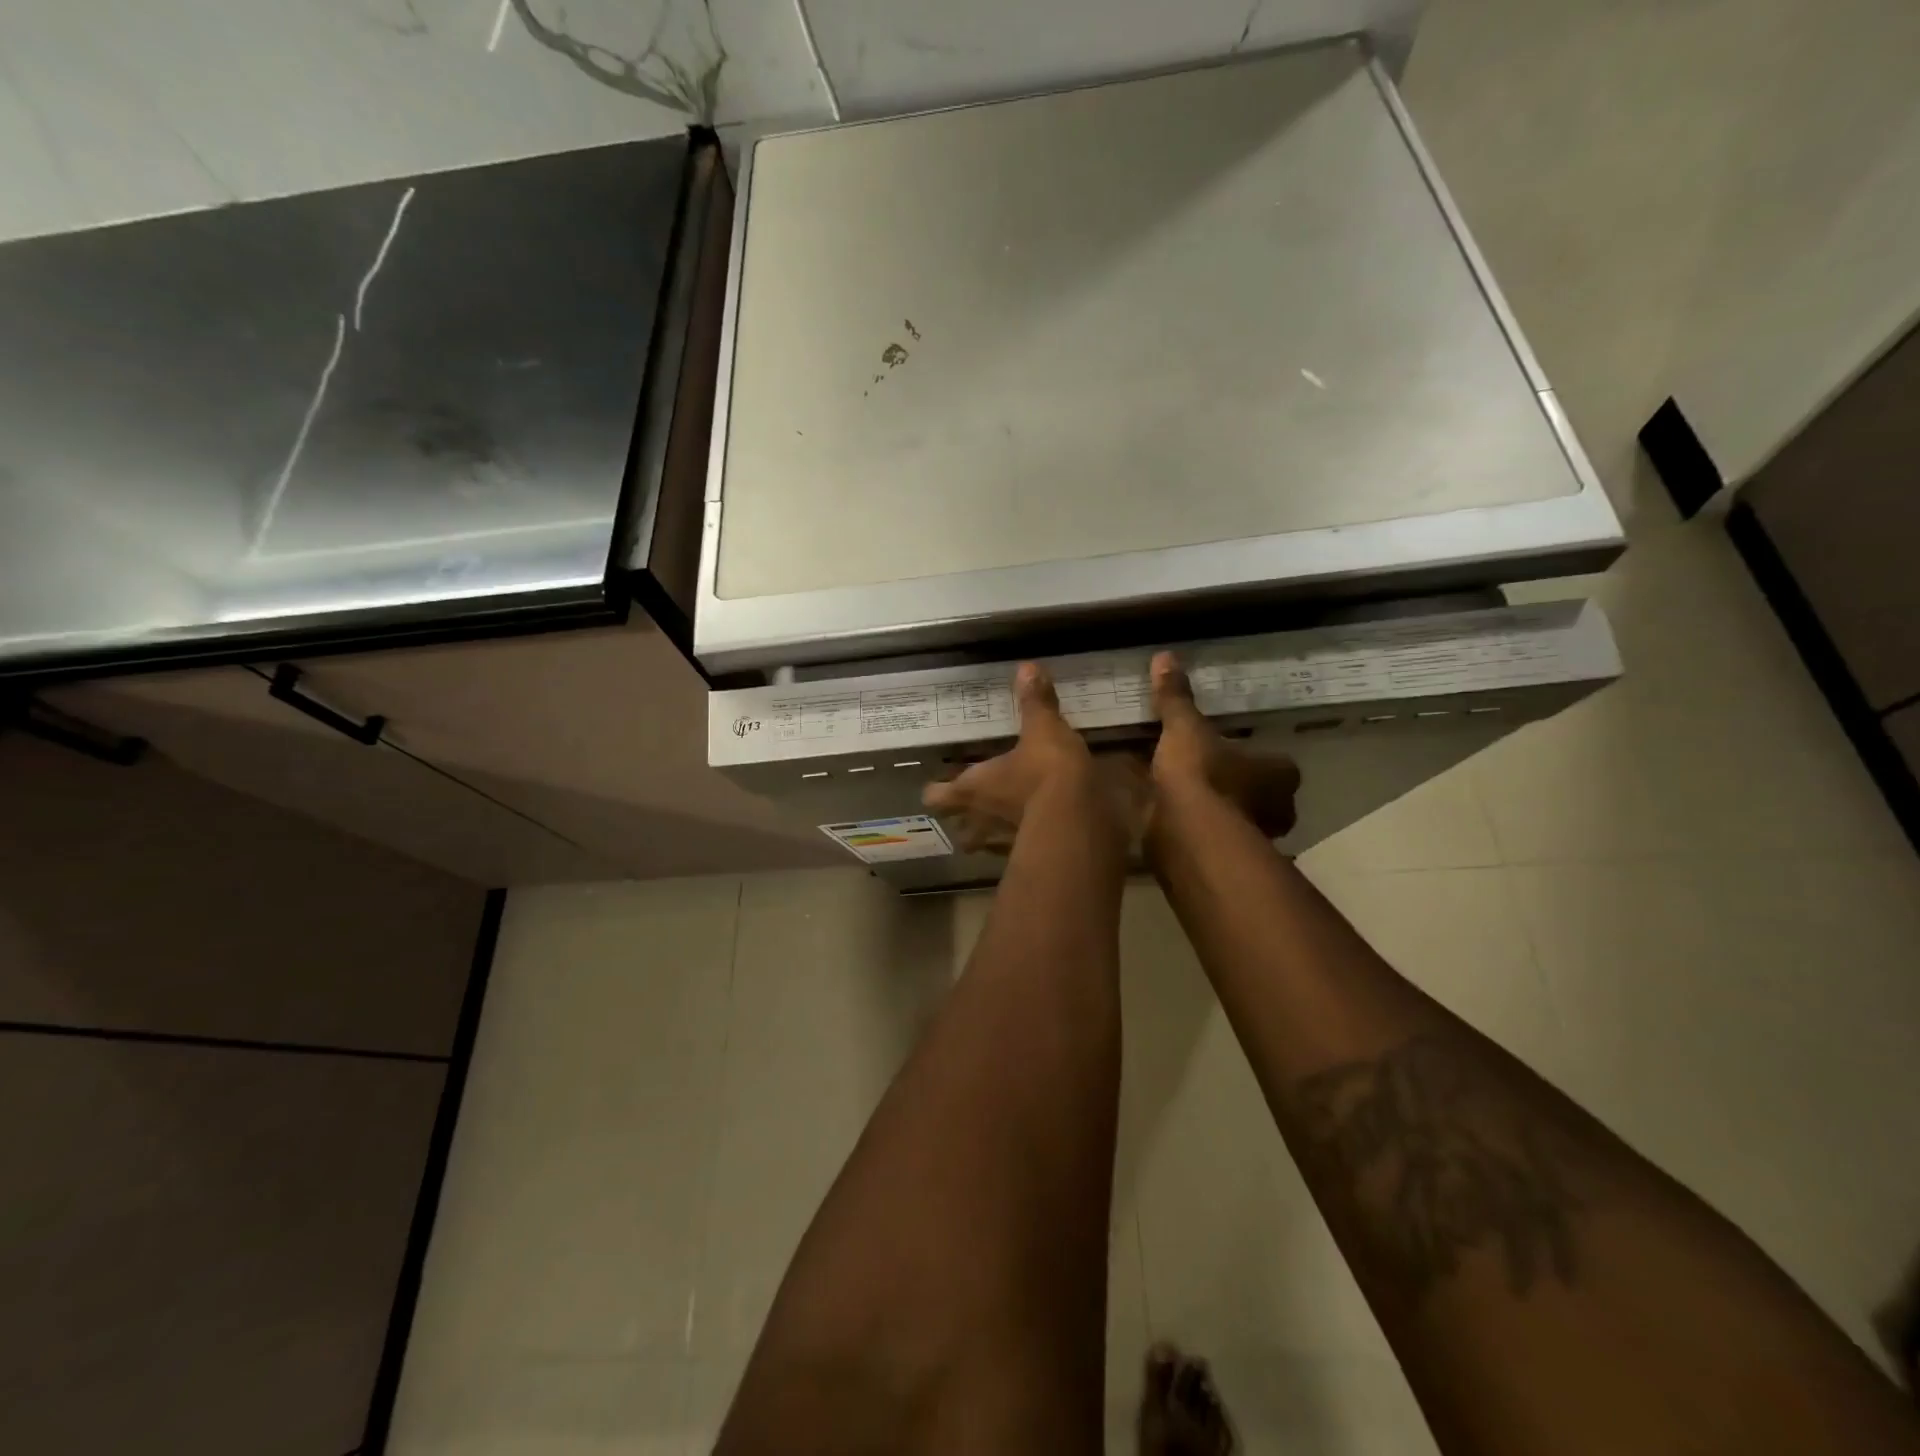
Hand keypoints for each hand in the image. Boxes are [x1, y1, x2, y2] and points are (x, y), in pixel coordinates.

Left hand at [923, 663, 1133, 852]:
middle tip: (974, 807)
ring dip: (993, 837)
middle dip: (964, 822)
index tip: (940, 786)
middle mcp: (981, 821)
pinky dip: (1028, 843)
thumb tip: (1027, 667)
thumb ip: (1035, 703)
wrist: (1080, 821)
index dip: (937, 791)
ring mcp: (1005, 847)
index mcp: (973, 788)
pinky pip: (1023, 852)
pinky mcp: (1035, 859)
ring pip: (986, 848)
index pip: (937, 797)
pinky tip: (1042, 831)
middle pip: (959, 831)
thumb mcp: (1043, 730)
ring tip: (1007, 820)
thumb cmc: (1046, 773)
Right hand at [1149, 650, 1300, 838]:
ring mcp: (1247, 837)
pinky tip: (1160, 810)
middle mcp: (1274, 809)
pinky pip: (1203, 831)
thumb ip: (1176, 698)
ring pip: (1230, 815)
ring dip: (1209, 805)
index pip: (1277, 763)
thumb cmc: (1202, 775)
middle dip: (1233, 785)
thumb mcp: (1185, 728)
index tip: (1229, 750)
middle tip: (1203, 769)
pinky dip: (1187, 822)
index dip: (1255, 756)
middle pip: (1256, 792)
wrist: (1186, 834)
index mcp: (1280, 774)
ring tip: (1176, 788)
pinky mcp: (1218, 856)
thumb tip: (1165, 656)